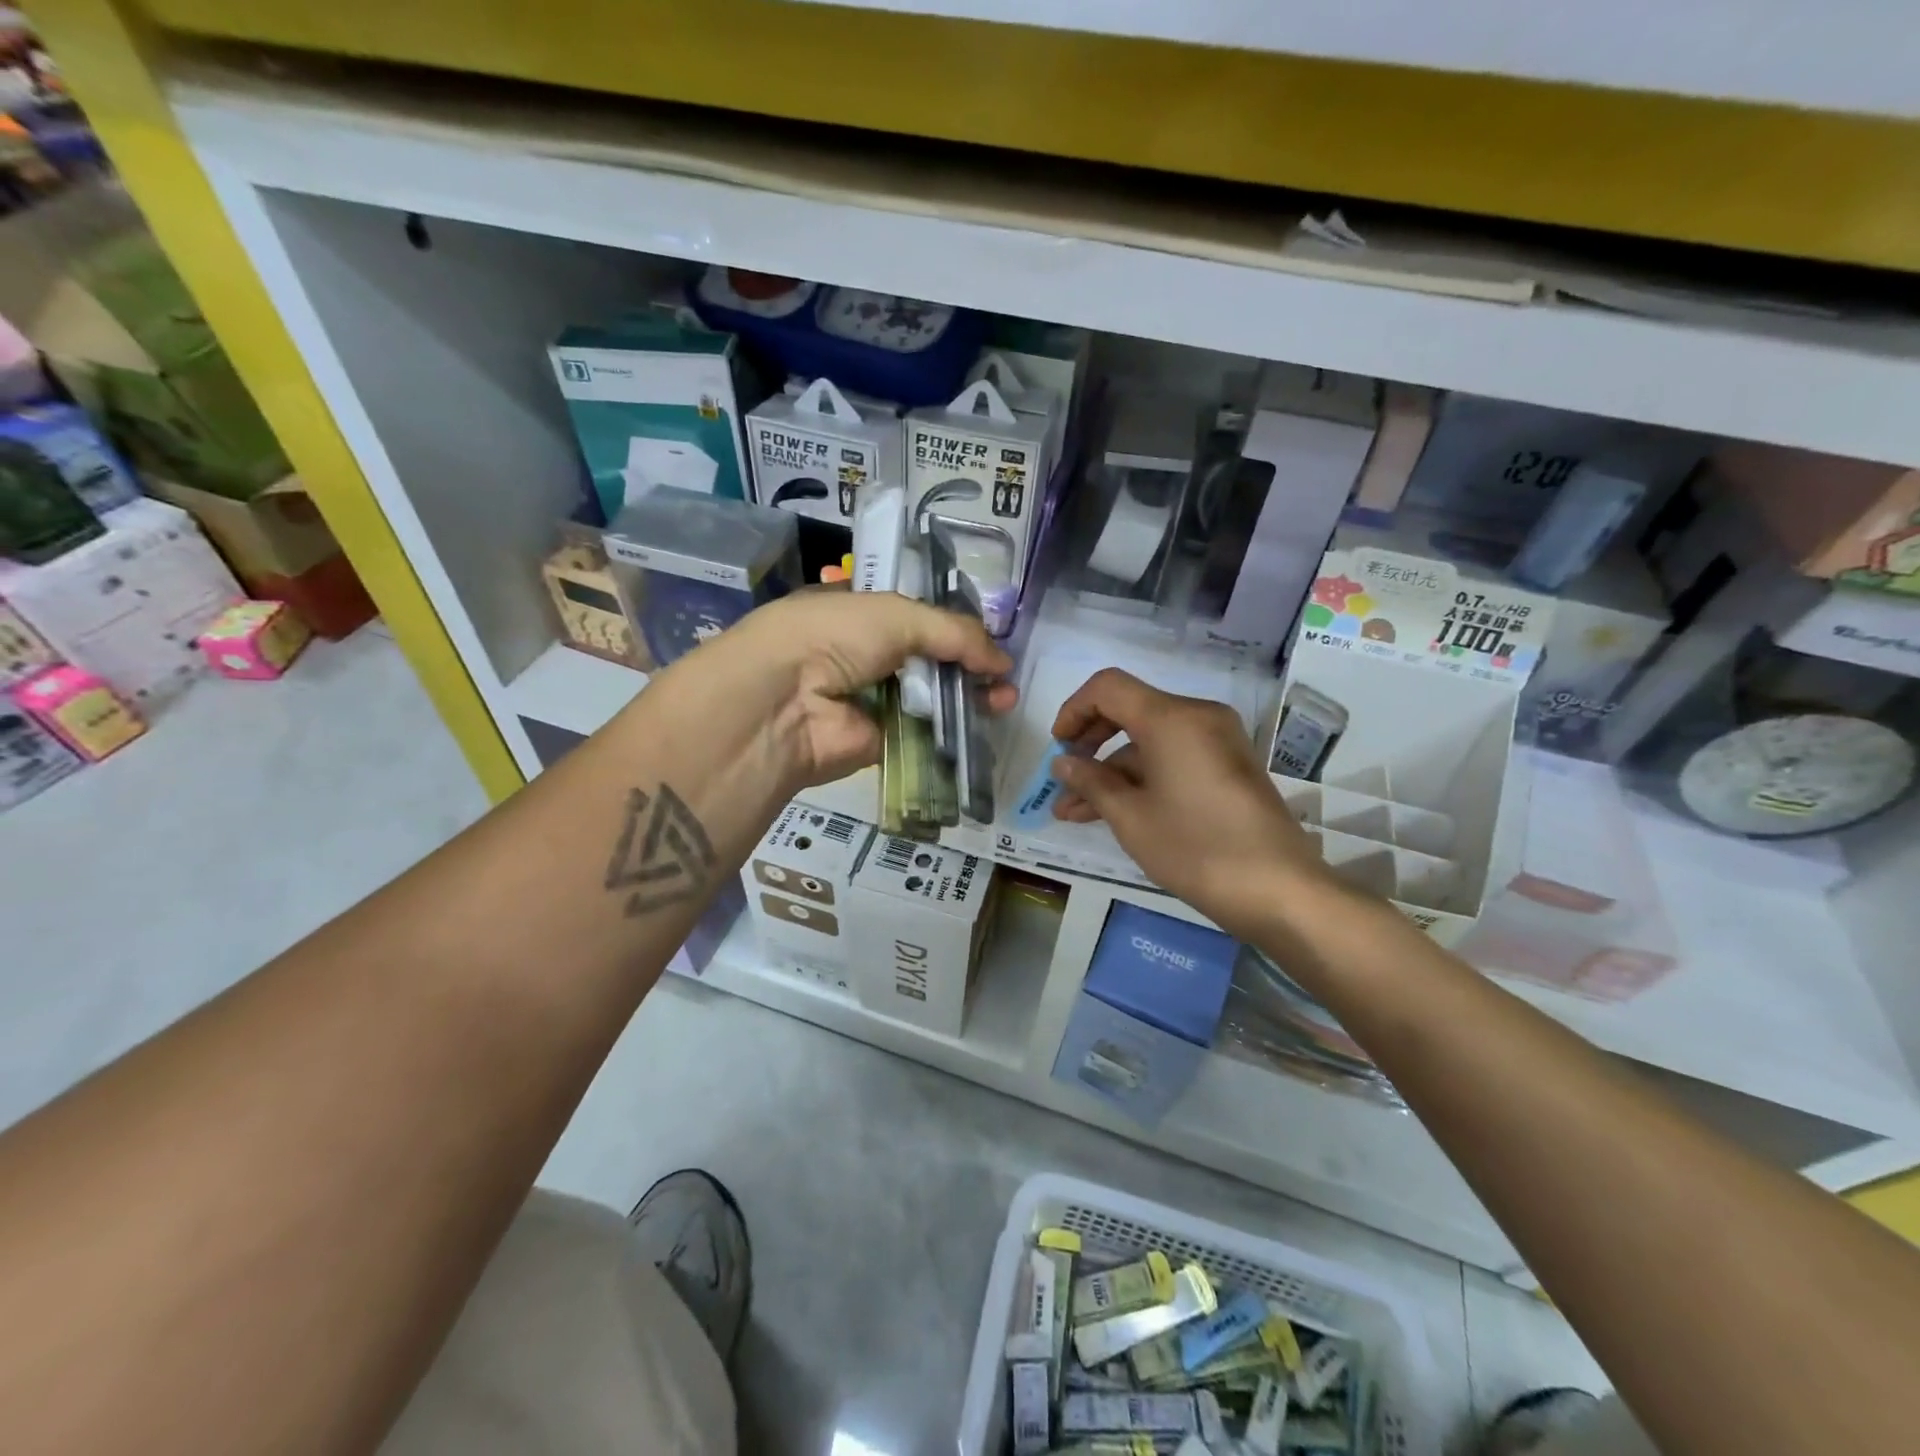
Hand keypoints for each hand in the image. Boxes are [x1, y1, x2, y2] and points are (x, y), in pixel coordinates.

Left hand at [683, 590, 1015, 787]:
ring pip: (930, 697)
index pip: (916, 616)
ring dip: (969, 698)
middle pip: (928, 658)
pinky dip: (951, 730)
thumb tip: (1002, 661)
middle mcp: (865, 654)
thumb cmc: (834, 637)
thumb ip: (954, 633)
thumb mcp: (897, 615)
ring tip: (1005, 699)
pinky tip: (984, 723)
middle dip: (969, 664)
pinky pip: (922, 733)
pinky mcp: (879, 740)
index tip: (988, 635)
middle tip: (1004, 676)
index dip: (953, 624)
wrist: (783, 702)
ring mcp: (871, 699)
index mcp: (859, 613)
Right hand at [1049, 668, 1327, 936]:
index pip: (1108, 687)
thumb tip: (1063, 763)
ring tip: (1074, 812)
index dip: (1074, 710)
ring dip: (1112, 771)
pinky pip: (1173, 757)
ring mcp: (1216, 741)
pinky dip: (1142, 778)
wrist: (1280, 891)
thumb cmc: (1197, 848)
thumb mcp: (1131, 818)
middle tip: (1064, 779)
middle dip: (1090, 744)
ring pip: (1149, 741)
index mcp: (1172, 718)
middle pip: (1129, 710)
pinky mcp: (1227, 766)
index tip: (1057, 748)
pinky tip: (1113, 811)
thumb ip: (1092, 782)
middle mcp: (1197, 716)